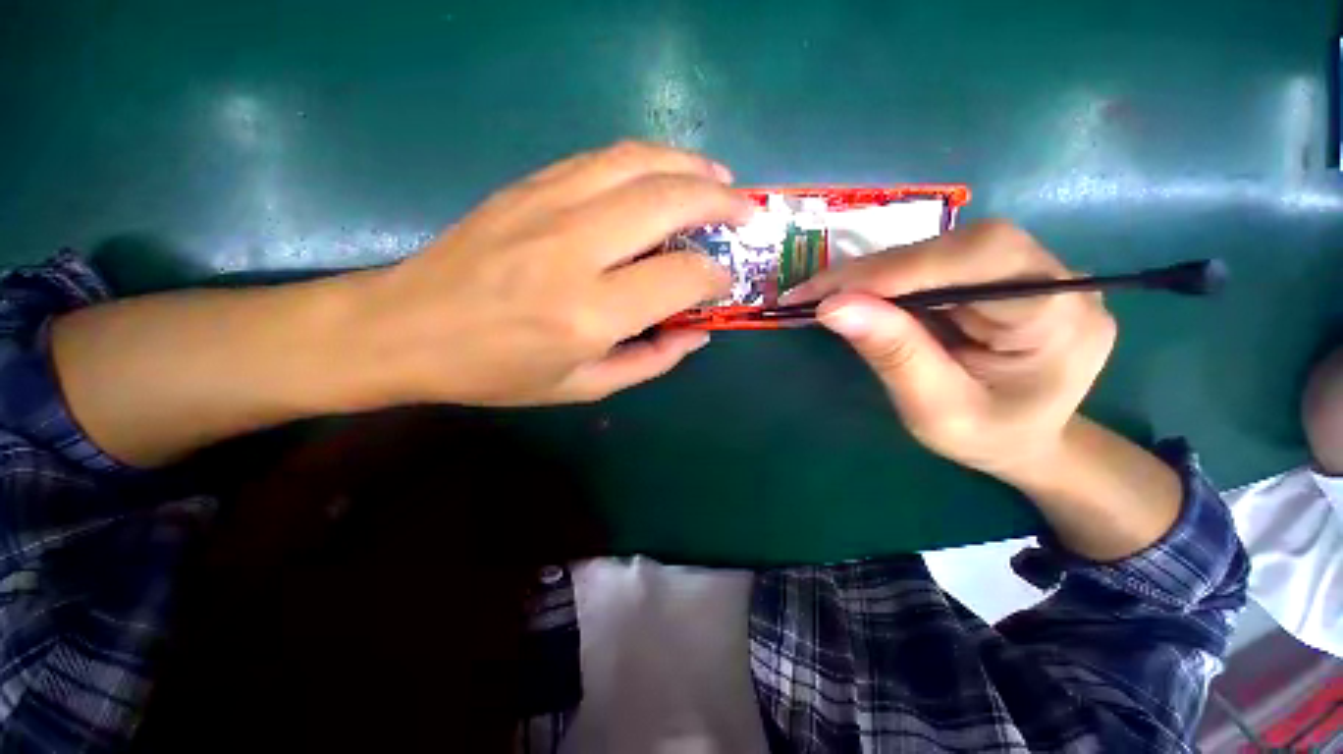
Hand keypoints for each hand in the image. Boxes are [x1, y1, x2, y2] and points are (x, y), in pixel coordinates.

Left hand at [358, 142, 754, 405]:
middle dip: (721, 202)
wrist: (405, 327)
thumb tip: (698, 333)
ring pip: (638, 162)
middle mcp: (575, 248)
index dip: (714, 276)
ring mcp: (548, 205)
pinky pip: (603, 158)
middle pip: (668, 201)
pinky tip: (665, 172)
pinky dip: (648, 159)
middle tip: (747, 211)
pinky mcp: (529, 185)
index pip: (680, 277)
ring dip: (690, 166)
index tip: (725, 281)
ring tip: (720, 180)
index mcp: (589, 313)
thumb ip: (651, 361)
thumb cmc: (497, 371)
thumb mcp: (583, 387)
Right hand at [783, 221, 1116, 483]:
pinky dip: (887, 279)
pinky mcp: (1000, 275)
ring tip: (827, 296)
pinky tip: (858, 296)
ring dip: (875, 273)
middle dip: (877, 270)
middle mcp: (1056, 278)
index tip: (827, 294)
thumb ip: (894, 354)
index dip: (898, 269)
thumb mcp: (936, 410)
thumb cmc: (988, 438)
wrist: (1025, 440)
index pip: (981, 260)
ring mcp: (1030, 270)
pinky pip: (936, 262)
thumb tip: (833, 306)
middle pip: (958, 246)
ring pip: (942, 248)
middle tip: (815, 294)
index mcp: (1060, 319)